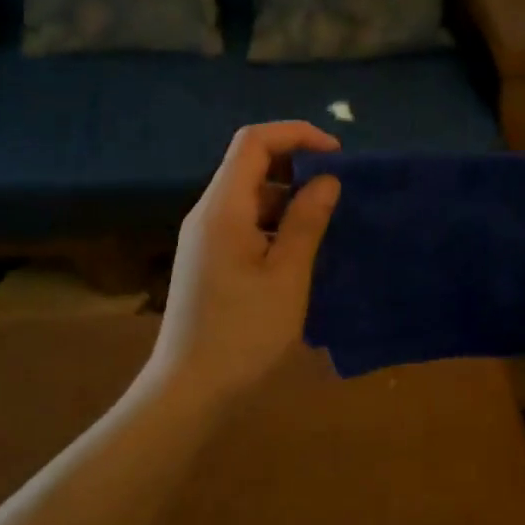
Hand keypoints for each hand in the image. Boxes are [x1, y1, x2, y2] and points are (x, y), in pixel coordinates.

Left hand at [146, 122, 342, 407]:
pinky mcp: (208, 257)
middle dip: (295, 163)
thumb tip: (327, 179)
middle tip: (336, 187)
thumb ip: (306, 222)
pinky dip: (273, 220)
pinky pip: (243, 220)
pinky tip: (299, 247)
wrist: (188, 391)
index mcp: (223, 208)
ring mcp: (204, 236)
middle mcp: (208, 212)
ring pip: (248, 194)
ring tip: (325, 219)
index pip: (253, 141)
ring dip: (286, 195)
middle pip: (249, 163)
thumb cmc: (242, 334)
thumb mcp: (286, 277)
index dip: (295, 134)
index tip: (336, 154)